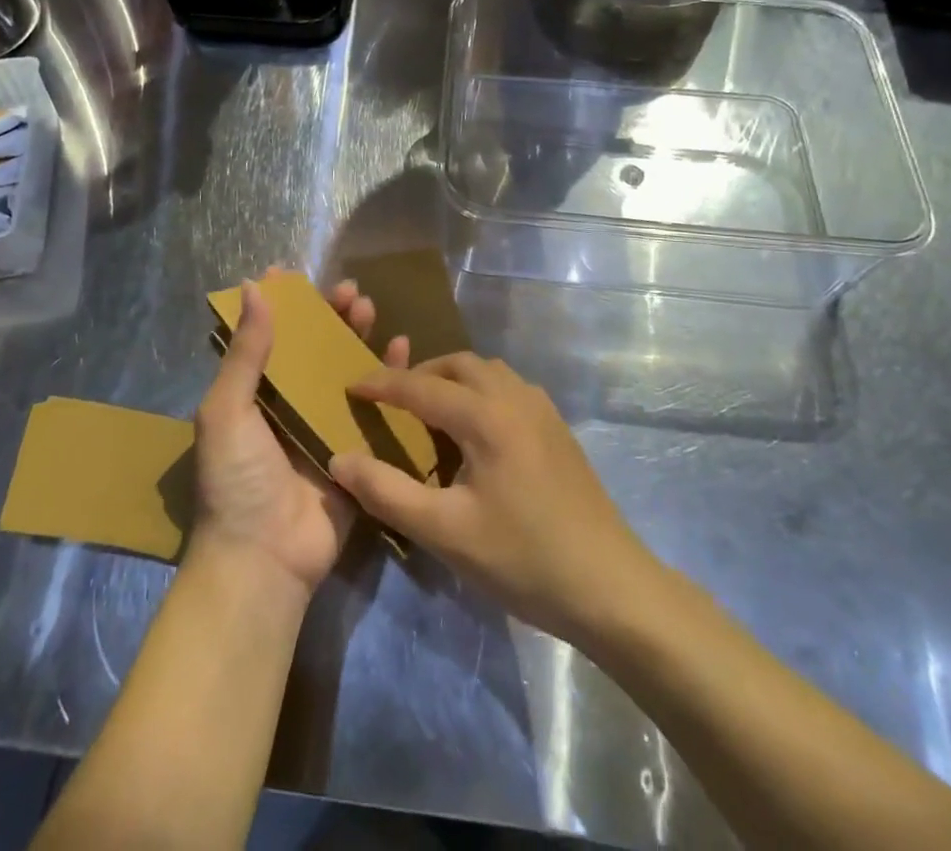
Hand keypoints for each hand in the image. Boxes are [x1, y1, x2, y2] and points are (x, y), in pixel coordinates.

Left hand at [190, 273, 408, 600]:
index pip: (269, 337)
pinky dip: (390, 376)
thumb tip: (253, 288)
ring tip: (370, 308)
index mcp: (254, 395)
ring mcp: (325, 427)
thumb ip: (245, 353)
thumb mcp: (227, 411)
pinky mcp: (357, 450)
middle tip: (349, 291)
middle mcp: (289, 405)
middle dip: (329, 316)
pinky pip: (376, 407)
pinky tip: (402, 348)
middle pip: (313, 349)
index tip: (296, 274)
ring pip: (346, 370)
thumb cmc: (237, 480)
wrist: (265, 560)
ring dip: (358, 337)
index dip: (282, 306)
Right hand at [328, 353, 657, 643]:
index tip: (350, 387)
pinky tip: (474, 432)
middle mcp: (514, 397)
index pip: (421, 387)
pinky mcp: (557, 428)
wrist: (610, 586)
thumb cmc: (523, 558)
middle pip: (457, 365)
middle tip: (391, 401)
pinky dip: (479, 392)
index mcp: (486, 416)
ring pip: (487, 372)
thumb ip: (387, 492)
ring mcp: (542, 409)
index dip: (382, 384)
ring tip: (429, 412)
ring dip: (452, 380)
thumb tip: (340, 459)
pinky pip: (507, 388)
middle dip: (419, 374)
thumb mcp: (445, 532)